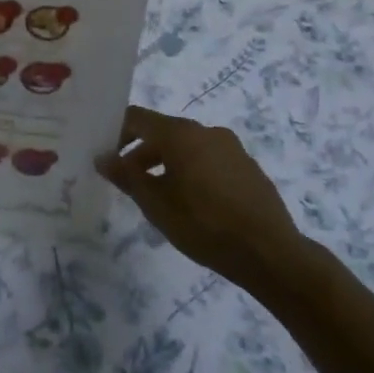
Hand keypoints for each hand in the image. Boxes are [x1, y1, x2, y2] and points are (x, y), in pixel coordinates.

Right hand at [96, 106, 311, 298]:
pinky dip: (193, 172)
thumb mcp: (155, 204)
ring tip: (159, 196)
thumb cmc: (203, 224)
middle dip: (141, 153)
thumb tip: (102, 157)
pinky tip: (194, 204)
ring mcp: (231, 148)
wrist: (270, 254)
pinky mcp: (248, 168)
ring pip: (188, 147)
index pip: (137, 118)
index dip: (116, 132)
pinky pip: (210, 160)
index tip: (105, 155)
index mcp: (180, 134)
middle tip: (128, 181)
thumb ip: (126, 176)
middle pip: (163, 132)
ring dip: (167, 164)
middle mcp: (206, 131)